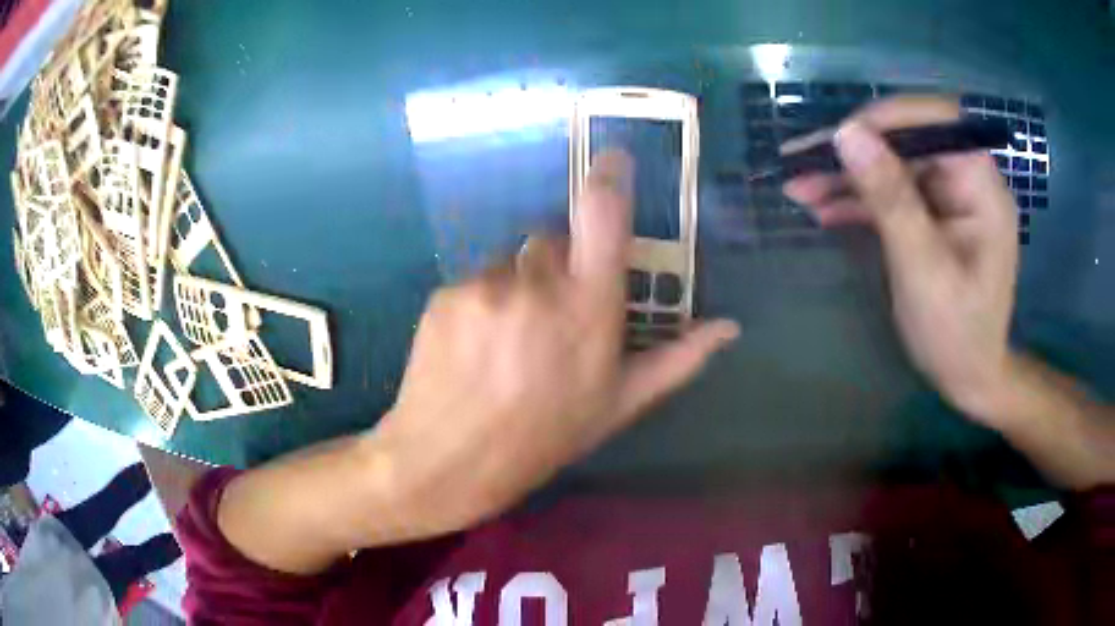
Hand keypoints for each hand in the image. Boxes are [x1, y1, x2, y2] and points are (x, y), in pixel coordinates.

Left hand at [377, 152, 738, 531]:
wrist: (446, 461)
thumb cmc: (542, 439)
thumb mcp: (616, 406)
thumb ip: (677, 360)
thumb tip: (729, 327)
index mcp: (589, 310)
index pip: (602, 216)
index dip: (608, 179)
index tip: (612, 159)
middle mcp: (538, 285)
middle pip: (554, 240)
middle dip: (560, 265)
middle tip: (553, 317)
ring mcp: (486, 285)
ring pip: (513, 262)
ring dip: (520, 286)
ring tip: (509, 340)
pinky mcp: (446, 292)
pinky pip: (476, 280)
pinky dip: (483, 301)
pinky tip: (476, 345)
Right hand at [783, 97, 1018, 423]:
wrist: (968, 377)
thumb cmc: (956, 333)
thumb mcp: (923, 269)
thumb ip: (890, 199)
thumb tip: (848, 134)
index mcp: (980, 186)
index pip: (936, 121)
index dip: (888, 118)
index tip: (839, 137)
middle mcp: (966, 181)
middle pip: (907, 142)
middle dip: (855, 152)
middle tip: (800, 163)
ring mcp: (948, 199)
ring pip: (893, 166)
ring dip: (848, 176)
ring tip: (799, 189)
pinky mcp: (932, 216)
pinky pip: (893, 194)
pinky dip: (858, 200)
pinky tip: (823, 208)